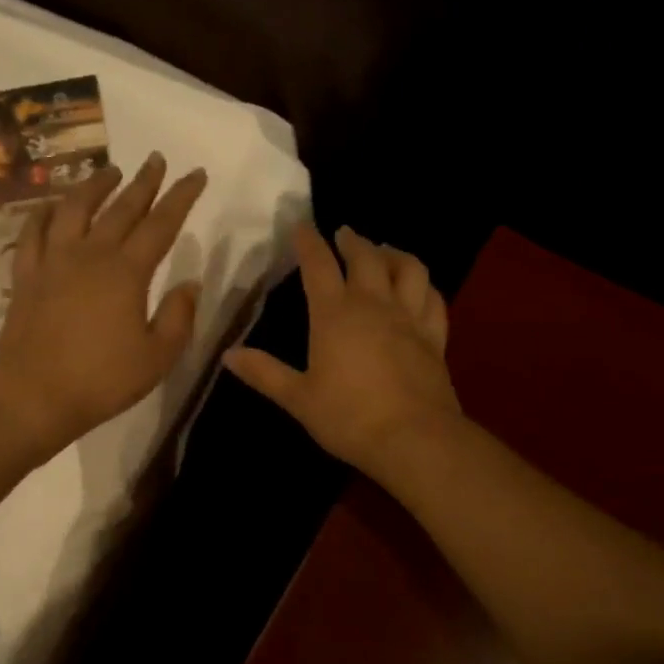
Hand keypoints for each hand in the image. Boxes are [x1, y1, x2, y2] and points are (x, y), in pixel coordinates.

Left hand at [0, 152, 208, 460]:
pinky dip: (45, 212)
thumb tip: (189, 283)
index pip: (161, 224)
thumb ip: (178, 317)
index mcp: (127, 272)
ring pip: (75, 209)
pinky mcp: (26, 275)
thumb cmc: (102, 381)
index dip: (181, 197)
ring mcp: (53, 261)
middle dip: (143, 181)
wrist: (34, 396)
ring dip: (94, 185)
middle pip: (121, 208)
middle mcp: (90, 255)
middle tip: (156, 159)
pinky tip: (52, 205)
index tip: (195, 174)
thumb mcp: (157, 358)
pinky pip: (33, 232)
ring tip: (109, 171)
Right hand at [224, 224, 462, 479]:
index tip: (301, 225)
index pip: (318, 266)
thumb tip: (228, 354)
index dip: (308, 242)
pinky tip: (419, 287)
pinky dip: (424, 285)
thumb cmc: (348, 417)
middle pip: (365, 258)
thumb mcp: (297, 398)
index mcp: (334, 315)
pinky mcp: (434, 337)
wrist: (413, 438)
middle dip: (352, 241)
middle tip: (343, 233)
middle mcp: (374, 305)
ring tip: (384, 251)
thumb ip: (264, 373)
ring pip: (408, 269)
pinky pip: (433, 299)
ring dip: (394, 254)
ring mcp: (409, 318)